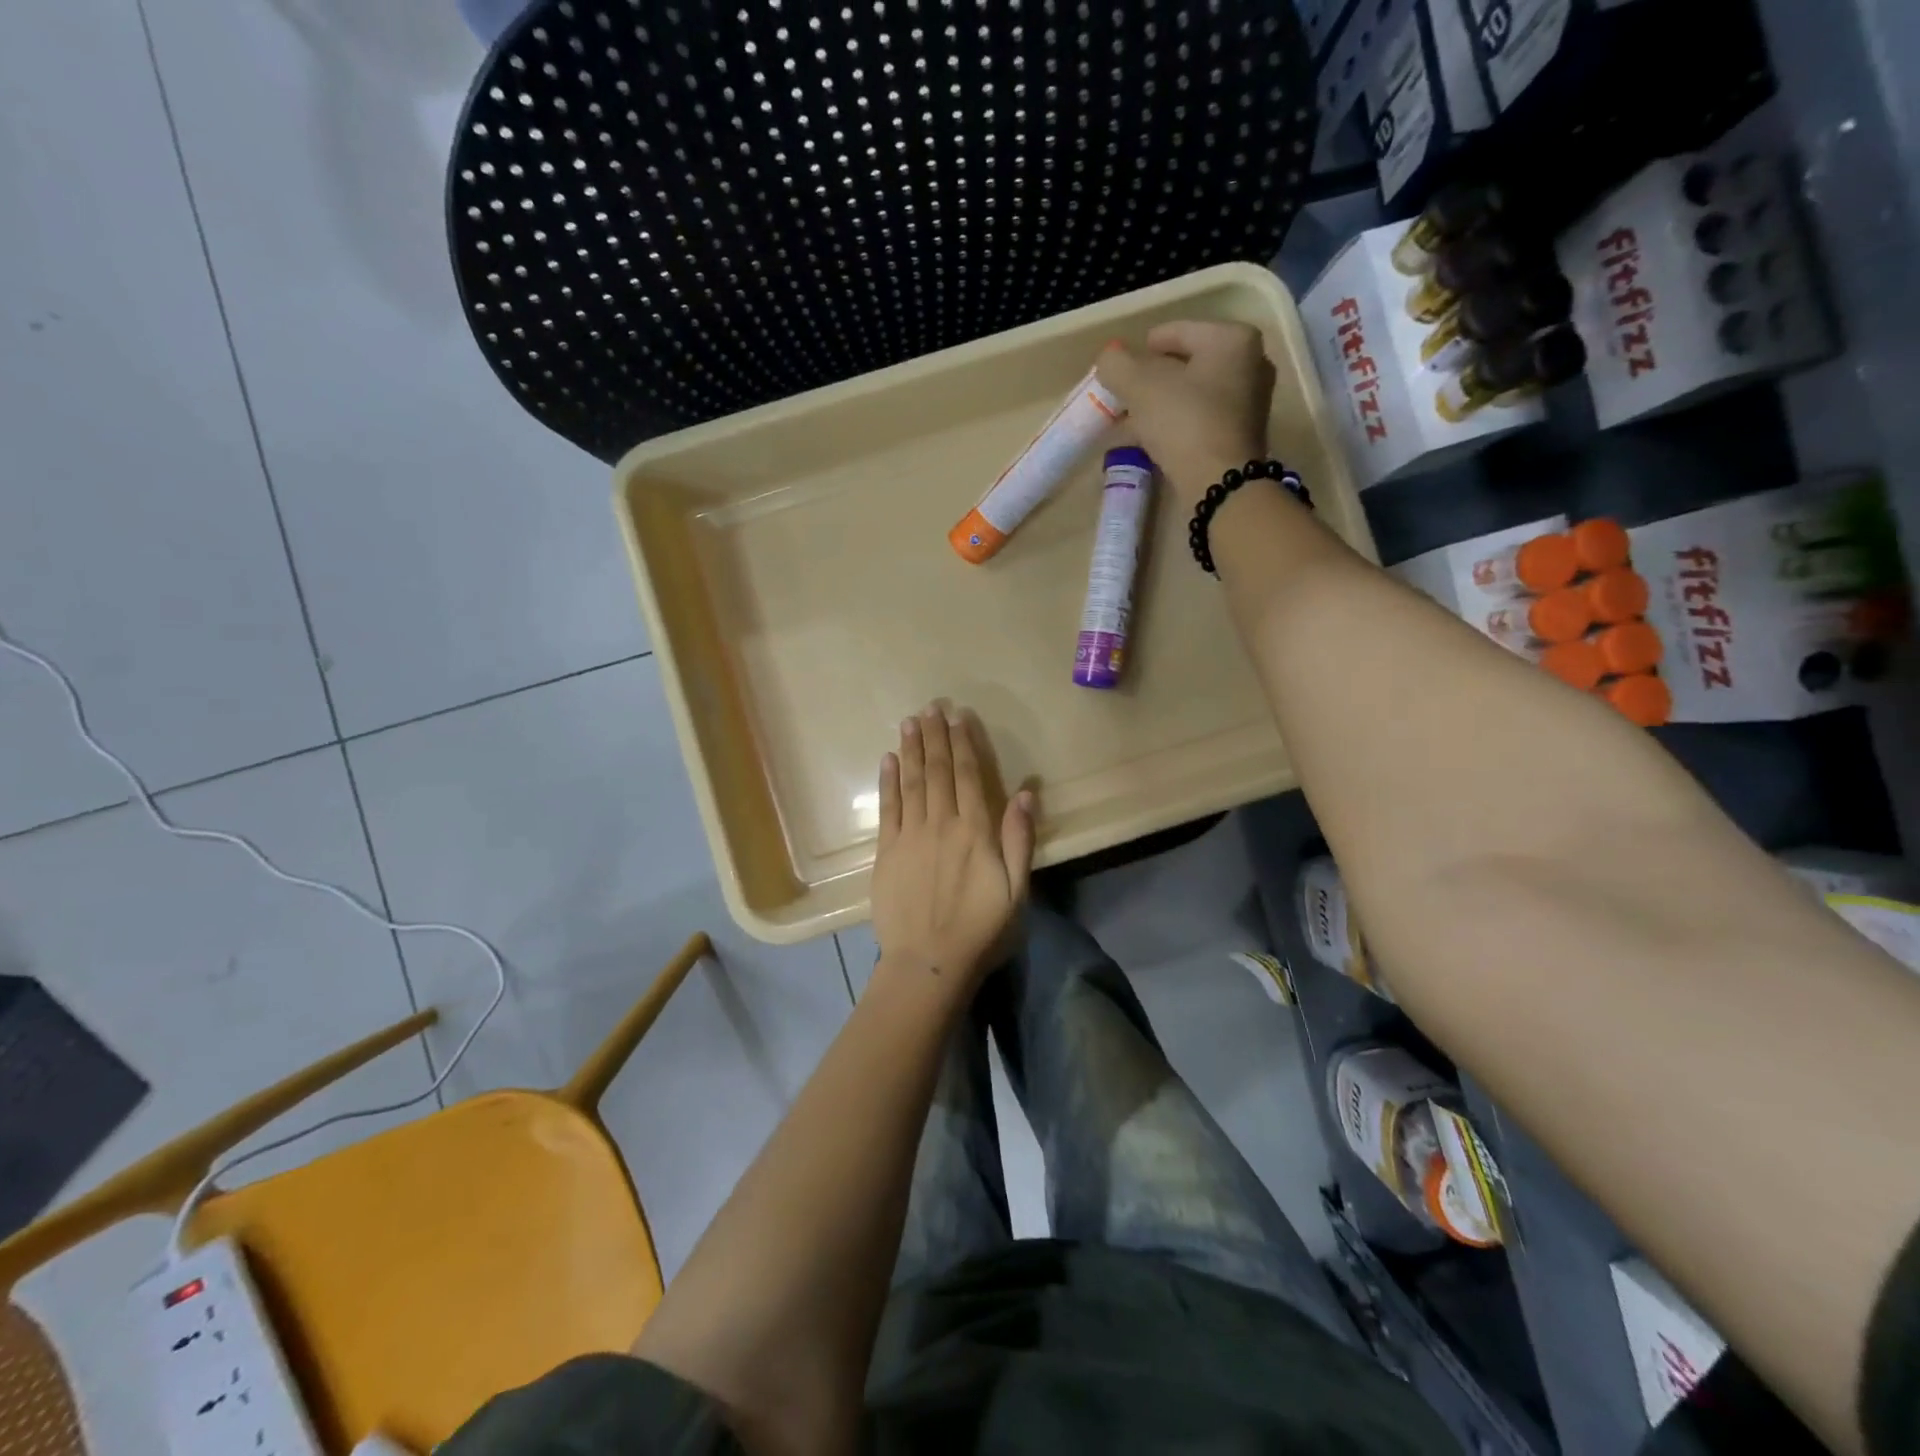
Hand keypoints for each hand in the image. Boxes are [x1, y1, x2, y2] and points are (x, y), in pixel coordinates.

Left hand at [871, 704, 1034, 988]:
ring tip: (910, 722)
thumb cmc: (980, 930)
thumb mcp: (1017, 890)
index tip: (959, 717)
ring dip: (912, 749)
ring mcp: (909, 836)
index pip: (969, 776)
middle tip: (931, 707)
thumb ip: (1019, 839)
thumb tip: (1025, 792)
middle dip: (935, 737)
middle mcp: (941, 824)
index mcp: (975, 831)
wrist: (927, 963)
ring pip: (912, 782)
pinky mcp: (886, 852)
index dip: (964, 744)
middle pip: (938, 771)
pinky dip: (888, 781)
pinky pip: (887, 808)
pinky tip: (888, 759)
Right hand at [1095, 321, 1275, 505]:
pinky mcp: (1243, 435)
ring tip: (1132, 422)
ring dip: (1161, 405)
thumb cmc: (1184, 422)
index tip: (1119, 372)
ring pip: (1192, 394)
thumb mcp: (1139, 387)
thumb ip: (1117, 364)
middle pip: (1186, 364)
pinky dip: (1176, 424)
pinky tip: (1152, 440)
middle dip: (1152, 381)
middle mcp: (1251, 362)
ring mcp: (1251, 401)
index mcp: (1231, 339)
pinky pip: (1201, 419)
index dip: (1141, 350)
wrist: (1220, 484)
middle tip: (1124, 398)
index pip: (1175, 332)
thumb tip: (1109, 358)